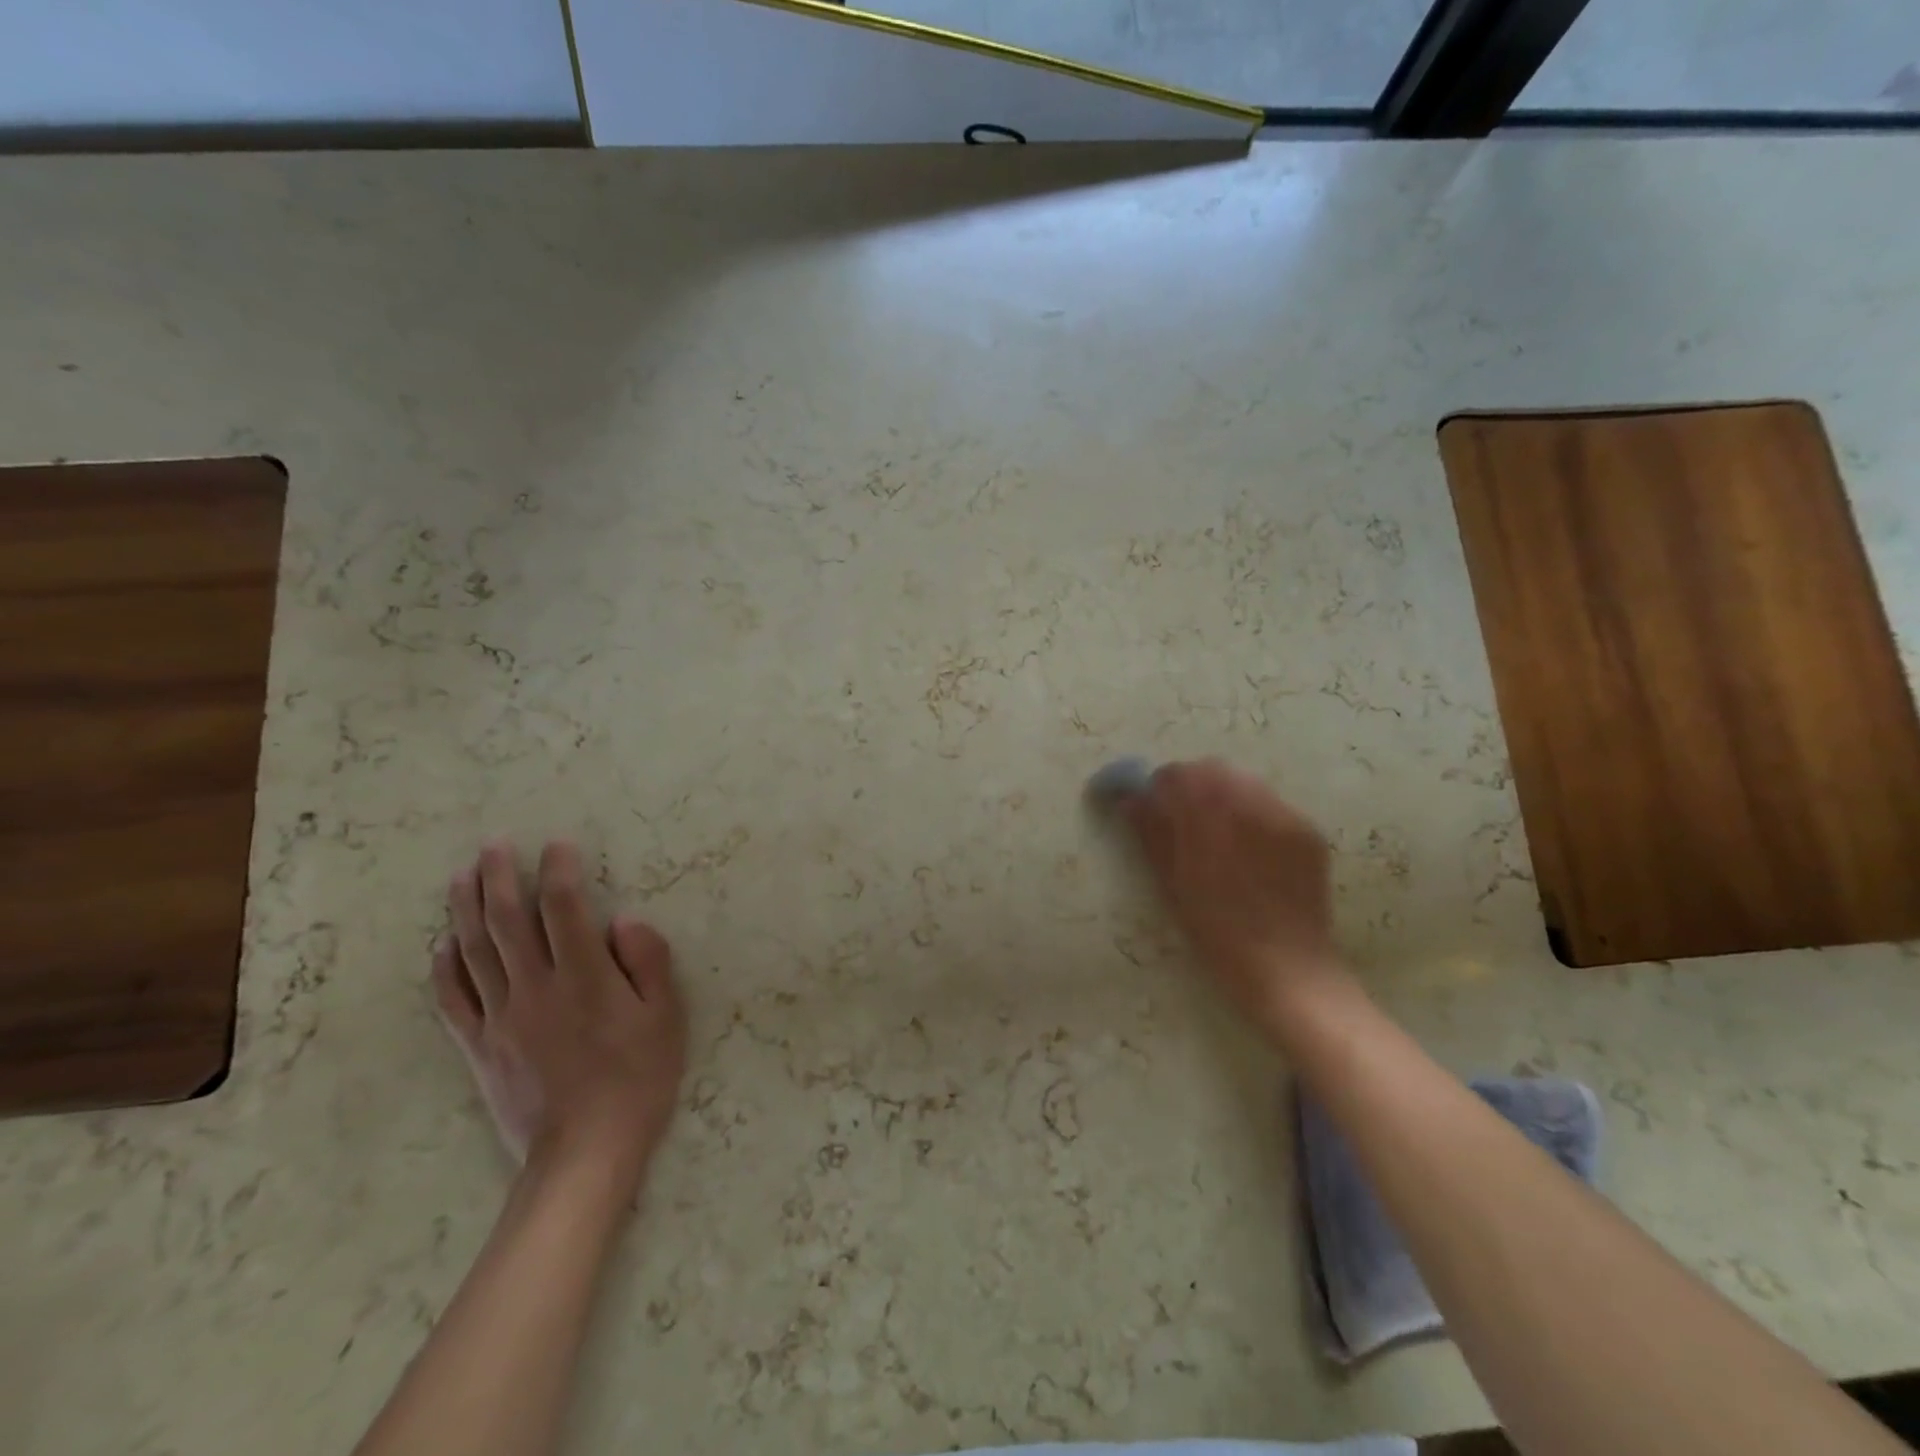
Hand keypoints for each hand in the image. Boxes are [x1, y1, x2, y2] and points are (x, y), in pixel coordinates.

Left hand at [433, 839, 685, 1198]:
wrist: (584, 1153)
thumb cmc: (638, 1079)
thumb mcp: (666, 1017)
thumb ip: (648, 962)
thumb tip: (623, 920)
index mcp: (584, 978)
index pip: (564, 909)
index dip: (559, 871)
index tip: (558, 845)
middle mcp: (535, 988)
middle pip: (507, 921)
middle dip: (499, 876)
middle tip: (493, 844)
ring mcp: (500, 1018)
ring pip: (474, 951)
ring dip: (465, 908)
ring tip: (461, 875)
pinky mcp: (479, 1047)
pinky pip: (452, 1000)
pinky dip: (444, 968)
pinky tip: (443, 944)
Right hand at [1117, 759, 1352, 1037]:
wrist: (1287, 969)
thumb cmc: (1217, 934)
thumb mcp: (1172, 886)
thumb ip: (1152, 834)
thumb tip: (1130, 800)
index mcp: (1210, 821)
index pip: (1178, 775)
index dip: (1161, 786)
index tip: (1154, 804)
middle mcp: (1250, 808)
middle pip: (1214, 770)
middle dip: (1194, 784)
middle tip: (1184, 817)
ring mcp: (1285, 817)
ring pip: (1245, 782)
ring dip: (1224, 795)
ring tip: (1219, 832)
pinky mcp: (1308, 831)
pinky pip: (1272, 805)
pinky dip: (1254, 813)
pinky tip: (1250, 847)